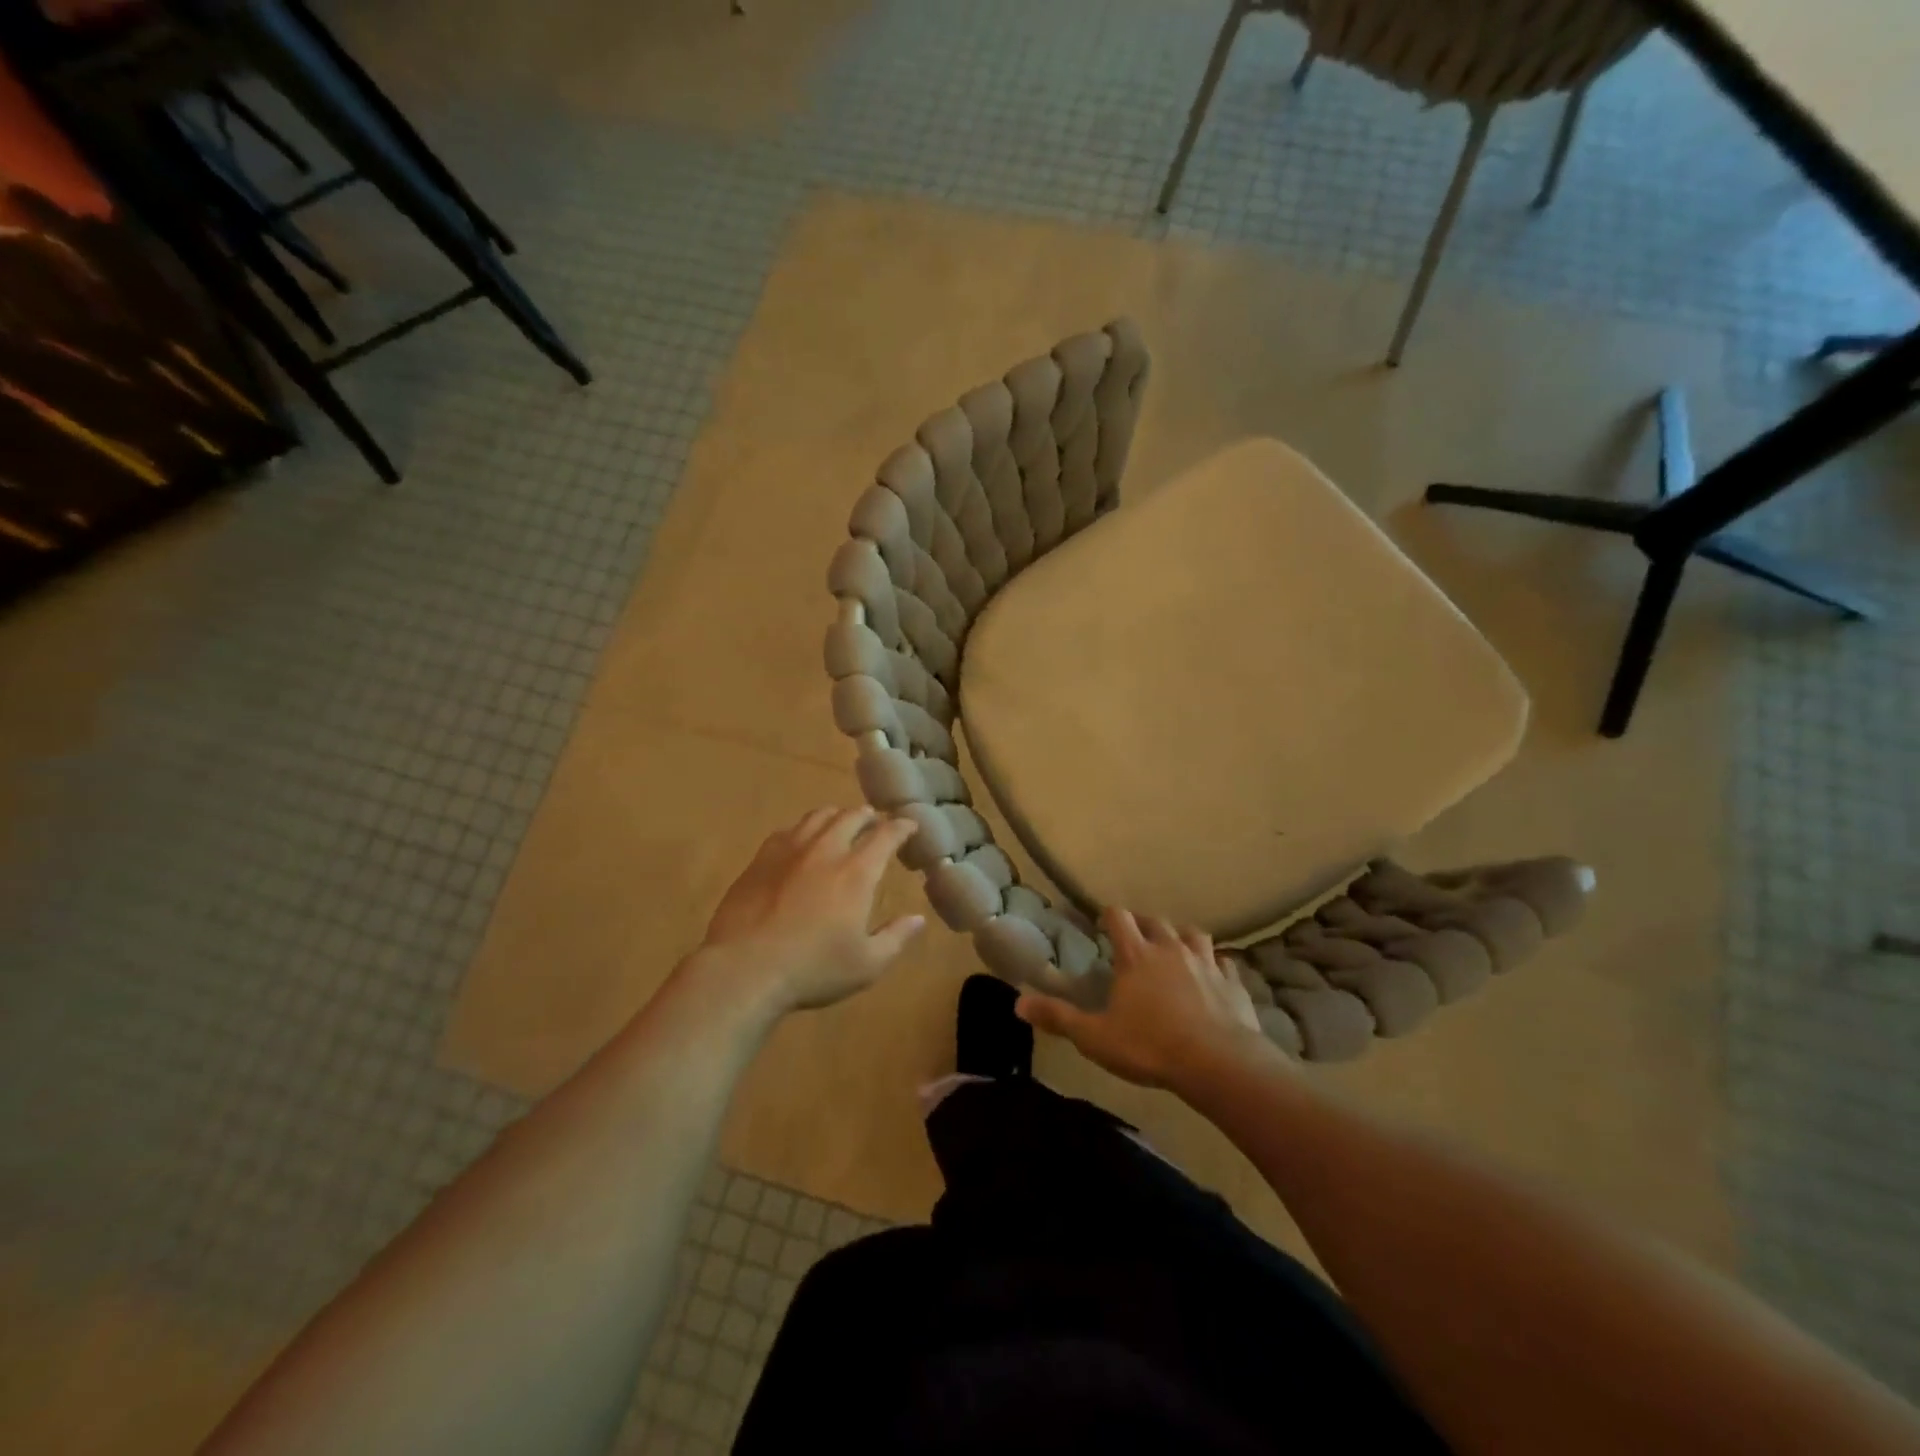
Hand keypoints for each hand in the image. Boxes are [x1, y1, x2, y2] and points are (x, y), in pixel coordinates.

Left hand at [693, 806, 923, 1013]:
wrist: (744, 969)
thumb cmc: (812, 969)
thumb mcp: (867, 964)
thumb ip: (896, 938)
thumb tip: (918, 918)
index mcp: (856, 872)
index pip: (886, 835)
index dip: (902, 827)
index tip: (910, 826)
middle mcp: (826, 850)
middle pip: (851, 817)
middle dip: (868, 816)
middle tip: (875, 822)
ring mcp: (789, 851)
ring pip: (818, 817)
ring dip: (836, 816)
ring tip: (841, 823)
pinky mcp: (760, 859)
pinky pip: (788, 830)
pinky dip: (804, 829)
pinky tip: (801, 841)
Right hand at [1016, 908, 1268, 1090]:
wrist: (1219, 1063)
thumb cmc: (1150, 1046)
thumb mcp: (1095, 1037)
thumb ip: (1058, 1017)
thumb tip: (1018, 1002)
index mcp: (1136, 955)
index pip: (1119, 917)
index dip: (1108, 916)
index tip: (1101, 925)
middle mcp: (1171, 949)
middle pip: (1156, 922)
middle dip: (1144, 926)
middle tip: (1136, 940)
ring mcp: (1206, 962)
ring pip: (1194, 935)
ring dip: (1182, 938)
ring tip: (1175, 950)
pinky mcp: (1232, 982)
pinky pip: (1225, 963)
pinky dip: (1217, 965)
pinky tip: (1214, 976)